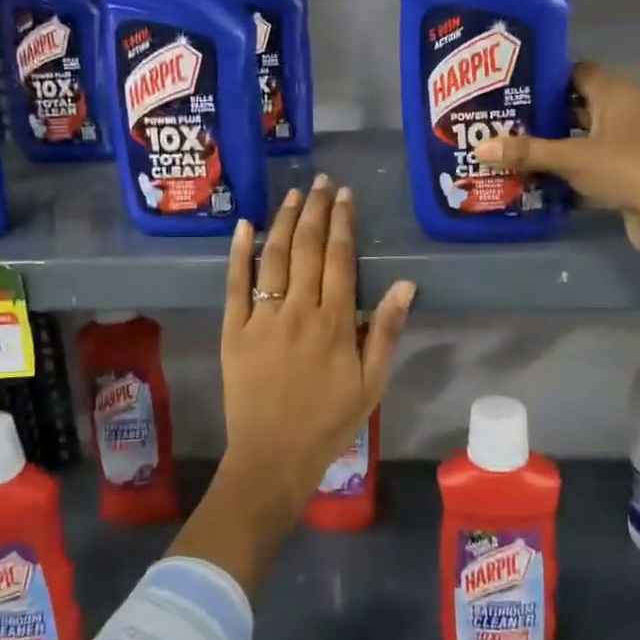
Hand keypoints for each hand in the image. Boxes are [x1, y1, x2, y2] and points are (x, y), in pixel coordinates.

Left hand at [218, 175, 415, 518]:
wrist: (273, 456)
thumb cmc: (329, 422)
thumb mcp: (371, 384)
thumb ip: (385, 331)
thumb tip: (406, 284)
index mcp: (334, 322)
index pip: (339, 258)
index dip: (343, 223)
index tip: (345, 196)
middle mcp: (298, 310)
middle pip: (307, 248)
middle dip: (316, 210)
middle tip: (322, 183)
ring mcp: (262, 318)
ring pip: (274, 257)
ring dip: (284, 221)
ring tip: (293, 194)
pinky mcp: (234, 330)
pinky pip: (236, 284)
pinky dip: (238, 252)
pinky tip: (244, 224)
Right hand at [477, 61, 639, 251]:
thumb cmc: (624, 167)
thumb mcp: (570, 158)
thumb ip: (526, 153)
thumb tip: (479, 148)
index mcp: (615, 93)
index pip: (578, 72)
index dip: (549, 78)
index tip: (517, 89)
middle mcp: (627, 108)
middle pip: (581, 103)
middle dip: (548, 113)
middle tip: (511, 121)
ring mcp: (634, 138)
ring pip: (589, 133)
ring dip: (561, 141)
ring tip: (521, 148)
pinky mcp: (635, 165)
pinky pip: (598, 158)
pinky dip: (576, 164)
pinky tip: (547, 174)